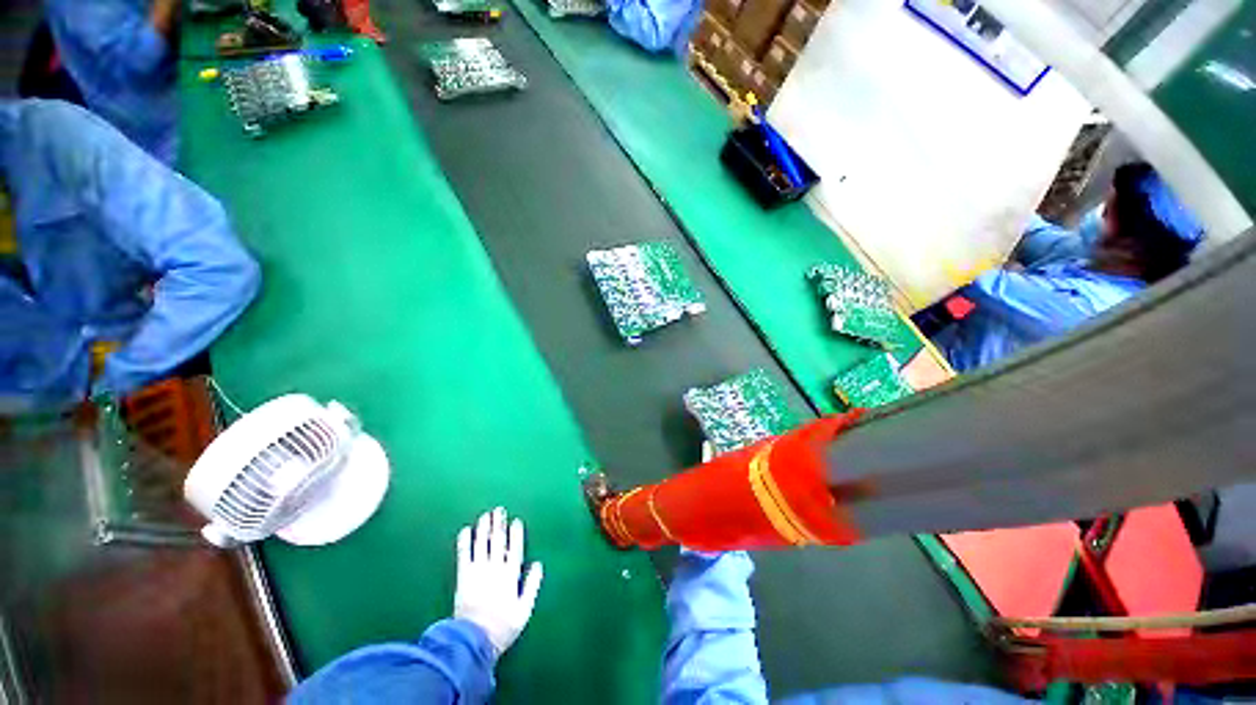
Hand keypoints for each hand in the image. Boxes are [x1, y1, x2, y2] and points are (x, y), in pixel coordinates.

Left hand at [454, 508, 543, 658]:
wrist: (473, 641)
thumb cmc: (502, 627)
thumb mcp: (524, 610)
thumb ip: (532, 585)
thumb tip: (538, 564)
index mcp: (510, 575)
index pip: (515, 549)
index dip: (515, 534)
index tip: (516, 521)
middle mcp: (495, 568)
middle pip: (498, 542)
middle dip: (499, 525)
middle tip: (499, 509)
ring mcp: (478, 572)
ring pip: (481, 544)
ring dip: (483, 528)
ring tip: (485, 515)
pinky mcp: (463, 577)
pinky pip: (463, 556)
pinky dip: (464, 543)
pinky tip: (464, 531)